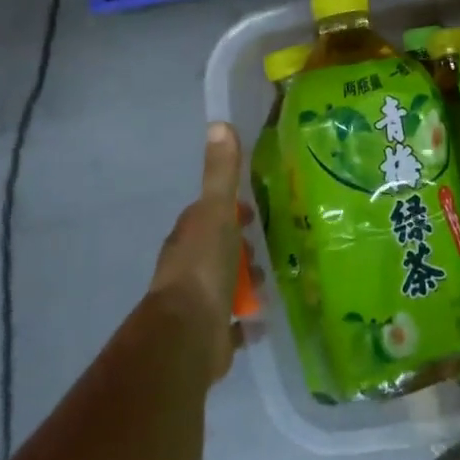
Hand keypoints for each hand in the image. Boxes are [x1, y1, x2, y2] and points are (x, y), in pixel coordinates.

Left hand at [150, 122, 249, 383]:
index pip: (208, 214)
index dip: (229, 210)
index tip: (252, 210)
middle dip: (240, 247)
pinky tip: (263, 318)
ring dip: (245, 282)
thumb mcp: (216, 213)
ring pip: (226, 285)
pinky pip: (233, 325)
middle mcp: (189, 268)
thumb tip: (218, 123)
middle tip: (268, 246)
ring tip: (271, 280)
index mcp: (189, 237)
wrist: (188, 336)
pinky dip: (247, 321)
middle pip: (218, 249)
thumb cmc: (203, 268)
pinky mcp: (211, 335)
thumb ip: (221, 174)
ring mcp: (198, 303)